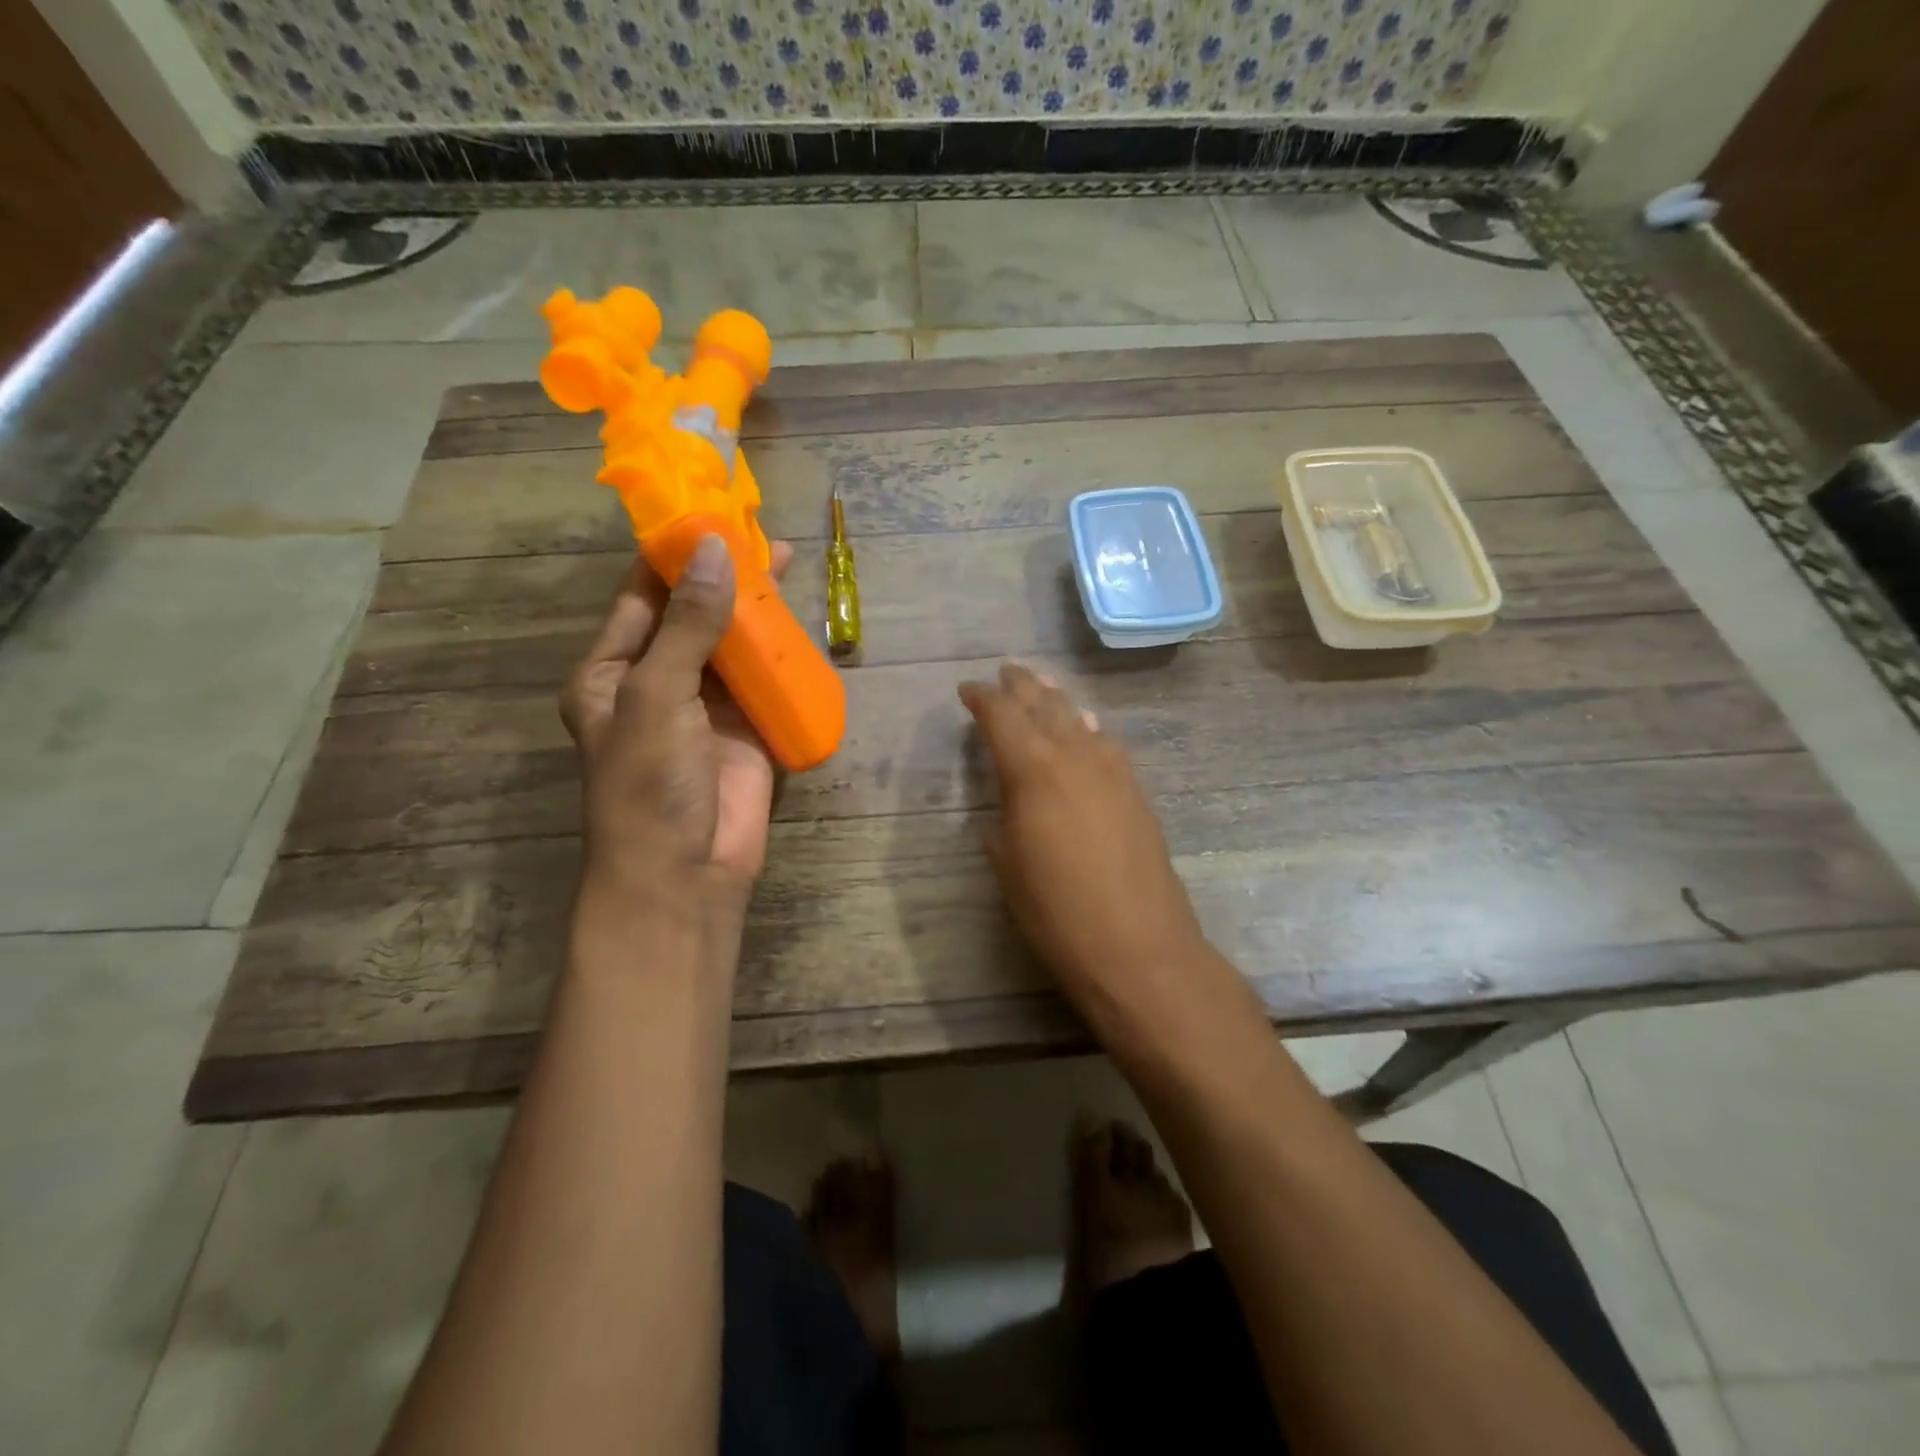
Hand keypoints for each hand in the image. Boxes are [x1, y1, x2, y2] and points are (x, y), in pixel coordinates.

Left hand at [561, 534, 792, 892]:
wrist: (685, 876)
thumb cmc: (650, 785)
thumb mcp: (658, 696)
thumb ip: (688, 625)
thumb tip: (714, 550)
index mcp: (612, 671)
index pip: (642, 596)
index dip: (673, 555)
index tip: (708, 513)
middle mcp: (656, 682)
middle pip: (693, 614)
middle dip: (723, 577)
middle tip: (761, 536)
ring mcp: (705, 707)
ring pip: (732, 645)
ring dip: (756, 610)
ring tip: (787, 565)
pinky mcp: (746, 730)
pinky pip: (763, 681)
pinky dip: (780, 655)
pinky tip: (801, 625)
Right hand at [958, 663, 1208, 1017]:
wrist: (1139, 947)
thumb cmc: (1058, 913)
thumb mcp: (1009, 867)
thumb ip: (1001, 822)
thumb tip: (1005, 804)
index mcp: (1033, 771)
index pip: (1003, 717)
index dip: (982, 699)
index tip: (967, 690)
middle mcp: (1074, 756)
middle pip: (1044, 706)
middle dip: (1022, 686)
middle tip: (1005, 672)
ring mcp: (1112, 771)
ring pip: (1079, 719)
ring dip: (1056, 701)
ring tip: (1043, 688)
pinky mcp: (1136, 792)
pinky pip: (1105, 744)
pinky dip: (1087, 730)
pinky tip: (1086, 730)